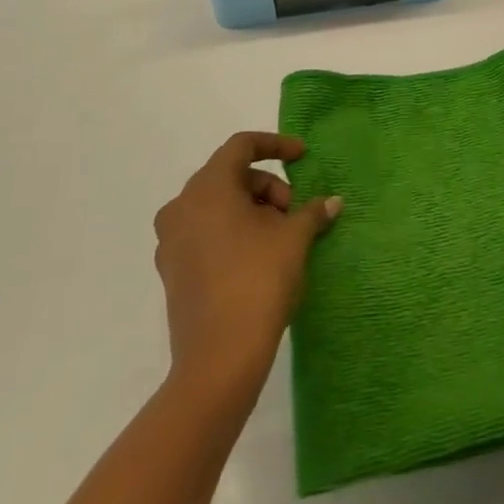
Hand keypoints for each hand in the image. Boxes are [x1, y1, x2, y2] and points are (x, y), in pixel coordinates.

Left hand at [153, 132, 340, 402]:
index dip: (275, 145)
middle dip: (268, 186)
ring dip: (252, 209)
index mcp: (207, 189)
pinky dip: (233, 231)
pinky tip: (258, 256)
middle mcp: (181, 207)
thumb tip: (332, 202)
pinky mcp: (172, 270)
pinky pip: (205, 232)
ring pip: (217, 206)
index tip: (302, 157)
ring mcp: (171, 241)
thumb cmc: (258, 281)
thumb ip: (312, 212)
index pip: (241, 146)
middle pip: (230, 176)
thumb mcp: (294, 239)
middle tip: (295, 211)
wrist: (219, 358)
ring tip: (281, 236)